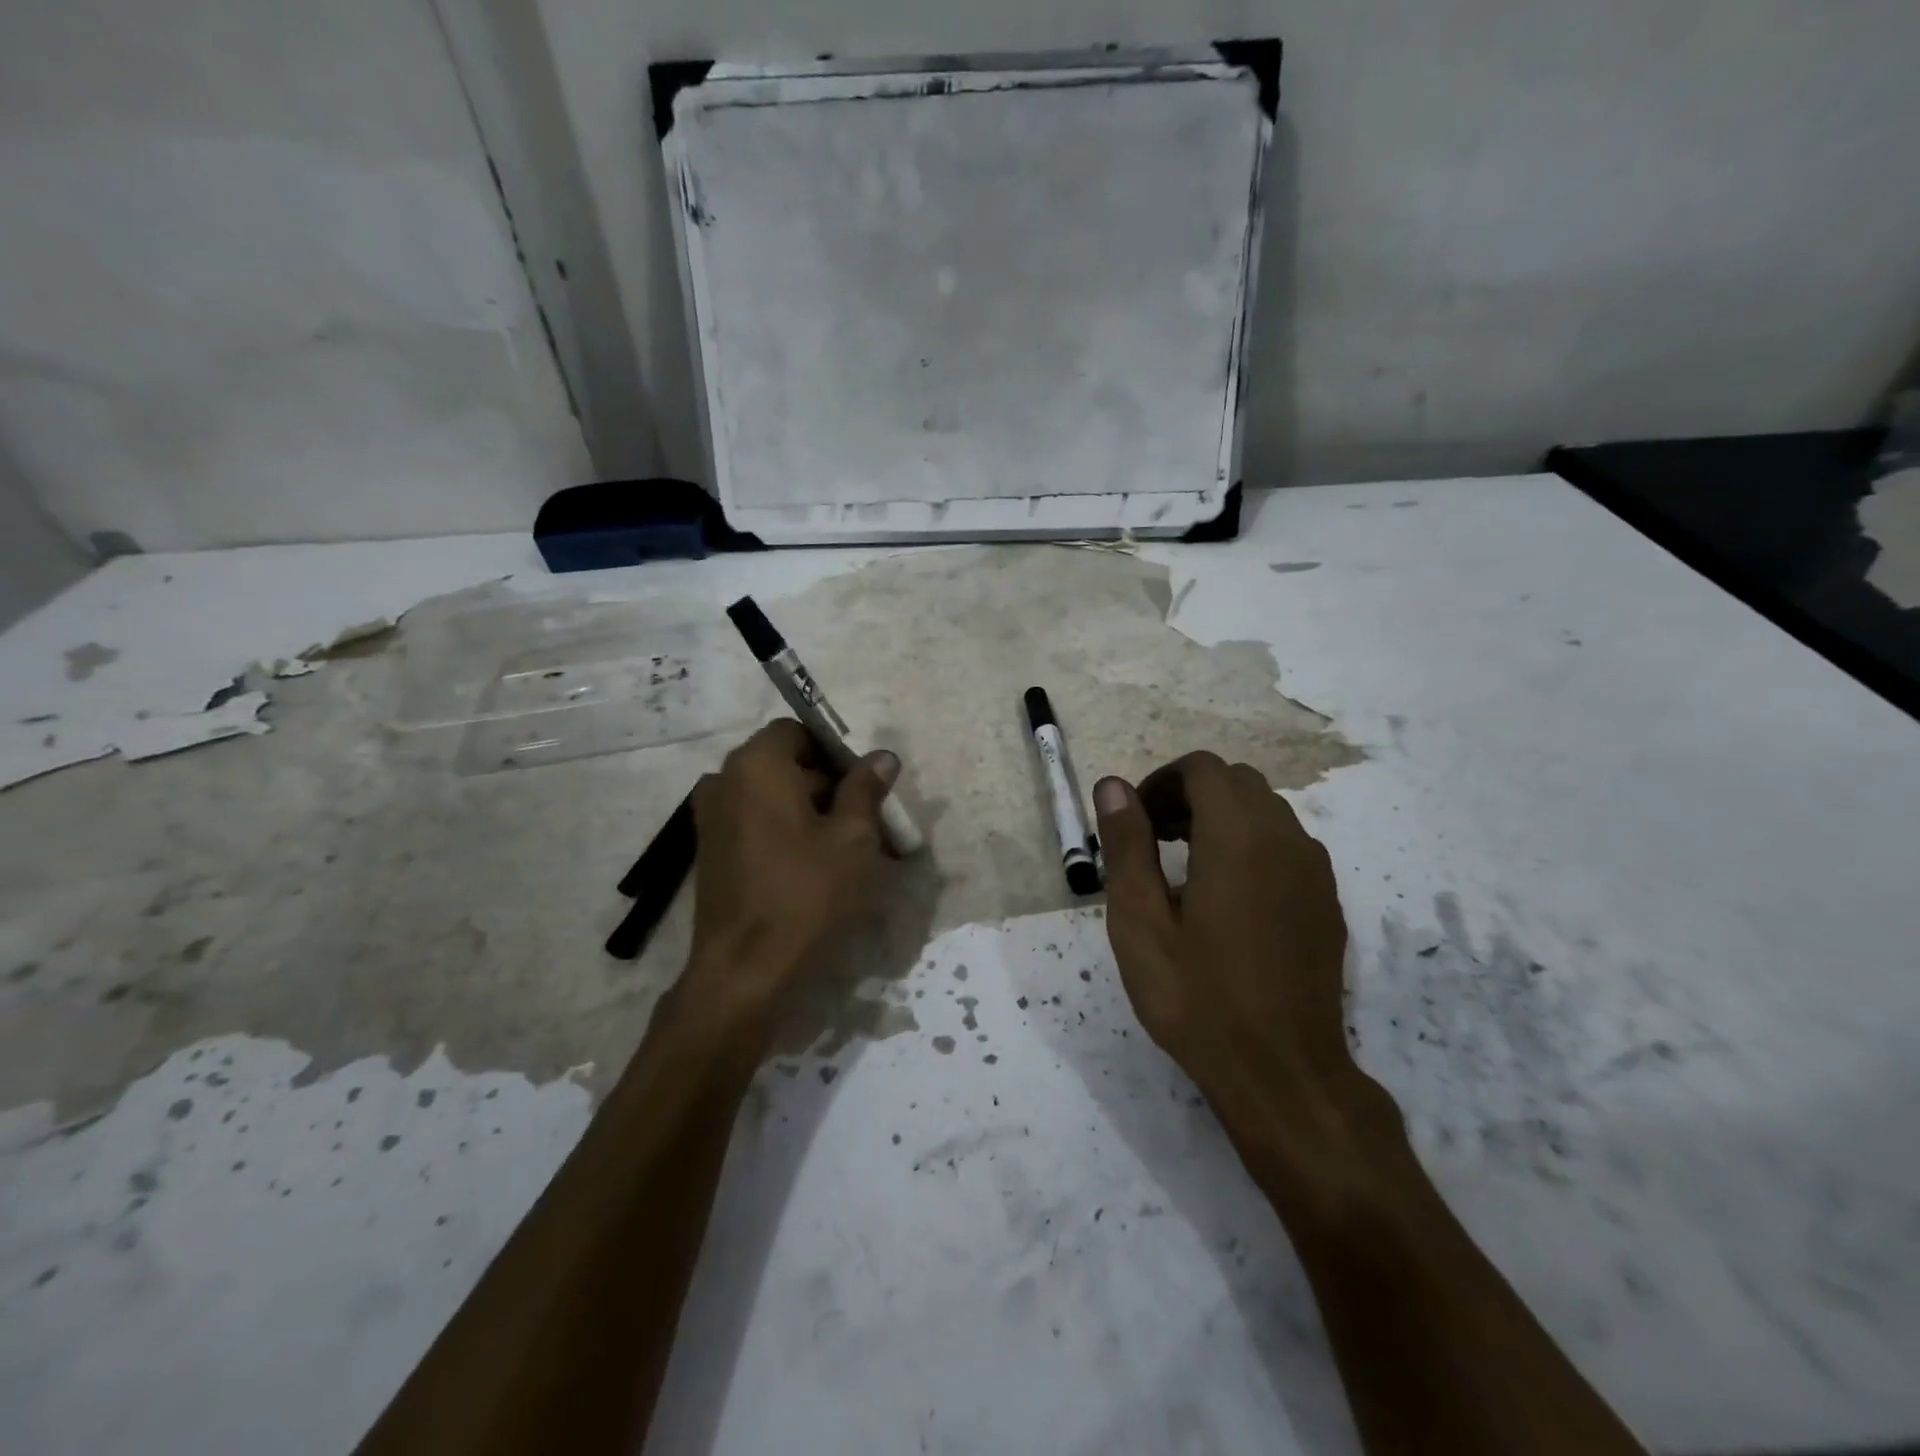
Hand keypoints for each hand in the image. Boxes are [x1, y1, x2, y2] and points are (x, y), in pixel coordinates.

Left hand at [679, 719, 899, 1033]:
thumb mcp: (853, 838)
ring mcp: (712, 820)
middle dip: (830, 785)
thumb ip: (866, 789)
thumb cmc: (806, 894)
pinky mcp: (712, 854)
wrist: (745, 973)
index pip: (798, 731)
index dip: (836, 751)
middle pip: (786, 765)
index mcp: (755, 765)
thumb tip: (882, 757)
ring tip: (851, 848)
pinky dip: (788, 833)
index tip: (866, 783)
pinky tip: (819, 867)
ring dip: (812, 813)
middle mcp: (724, 782)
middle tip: (869, 820)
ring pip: (773, 798)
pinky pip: (757, 825)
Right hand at [1094, 754, 1396, 1180]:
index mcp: (1238, 837)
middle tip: (1152, 840)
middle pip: (1236, 782)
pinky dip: (1250, 843)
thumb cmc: (1197, 997)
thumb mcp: (1140, 922)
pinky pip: (1286, 844)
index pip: (1203, 769)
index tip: (1134, 821)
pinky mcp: (1326, 900)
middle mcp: (1285, 839)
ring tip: (1183, 868)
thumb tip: (1112, 785)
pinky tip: (1226, 897)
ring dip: (1220, 817)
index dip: (1161, 781)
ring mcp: (1314, 870)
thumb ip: (1126, 845)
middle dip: (1188, 795)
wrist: (1283, 1072)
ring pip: (1265, 810)